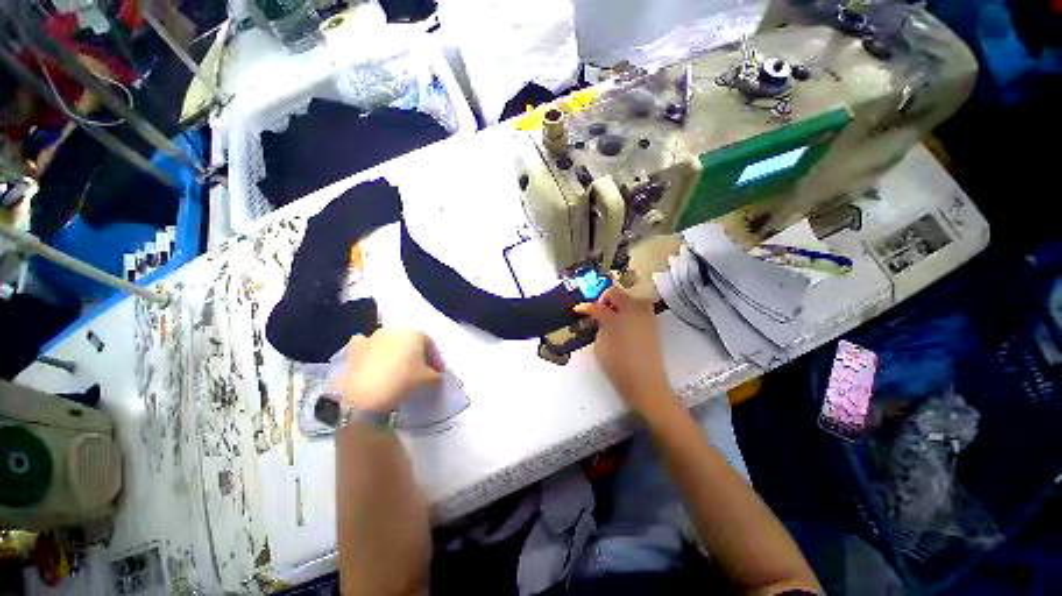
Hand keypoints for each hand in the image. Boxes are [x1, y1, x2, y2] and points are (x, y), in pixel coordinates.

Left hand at [334, 328, 441, 413]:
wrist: (363, 395)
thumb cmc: (403, 381)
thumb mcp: (429, 380)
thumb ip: (436, 374)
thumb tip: (434, 374)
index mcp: (415, 333)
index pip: (430, 345)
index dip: (435, 359)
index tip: (436, 373)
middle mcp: (395, 329)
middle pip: (410, 341)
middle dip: (415, 354)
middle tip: (418, 370)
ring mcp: (373, 337)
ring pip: (389, 342)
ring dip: (394, 352)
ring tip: (396, 370)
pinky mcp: (355, 348)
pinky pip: (367, 346)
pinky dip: (371, 352)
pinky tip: (373, 362)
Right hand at [574, 286, 672, 416]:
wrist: (645, 382)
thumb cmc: (618, 365)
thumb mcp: (601, 346)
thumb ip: (599, 327)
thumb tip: (600, 320)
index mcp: (617, 317)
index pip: (598, 307)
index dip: (586, 307)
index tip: (578, 309)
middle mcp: (633, 312)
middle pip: (618, 294)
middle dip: (606, 299)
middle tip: (599, 311)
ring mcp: (646, 317)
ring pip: (633, 299)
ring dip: (621, 302)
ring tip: (614, 315)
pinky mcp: (653, 326)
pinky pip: (641, 309)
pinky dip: (632, 310)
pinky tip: (625, 322)